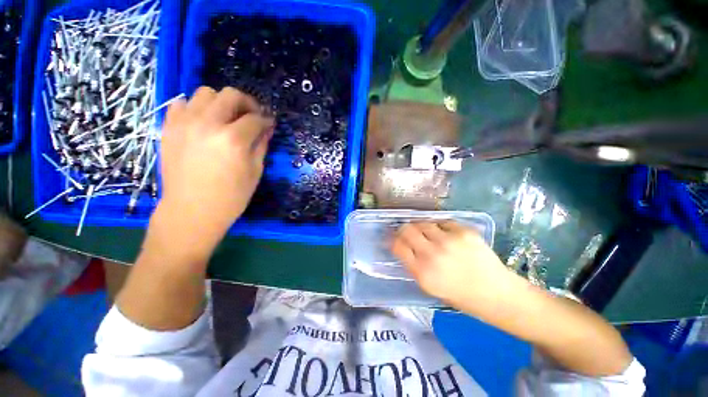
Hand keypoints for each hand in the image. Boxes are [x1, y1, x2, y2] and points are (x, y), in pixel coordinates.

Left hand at [157, 87, 273, 255]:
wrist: (191, 211)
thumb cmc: (231, 197)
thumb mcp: (255, 172)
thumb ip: (261, 145)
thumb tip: (267, 128)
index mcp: (233, 139)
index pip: (255, 119)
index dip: (266, 120)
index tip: (269, 124)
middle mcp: (208, 124)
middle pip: (230, 95)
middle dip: (247, 103)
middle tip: (252, 116)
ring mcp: (185, 123)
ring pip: (205, 93)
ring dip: (221, 102)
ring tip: (226, 118)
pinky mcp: (169, 128)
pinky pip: (181, 104)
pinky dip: (196, 107)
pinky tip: (203, 122)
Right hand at [391, 221, 521, 312]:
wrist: (497, 294)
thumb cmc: (460, 295)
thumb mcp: (429, 287)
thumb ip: (413, 265)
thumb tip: (402, 246)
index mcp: (422, 272)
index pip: (397, 246)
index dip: (393, 239)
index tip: (395, 238)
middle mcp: (433, 254)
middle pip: (407, 229)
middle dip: (404, 229)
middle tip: (408, 232)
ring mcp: (449, 240)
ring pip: (423, 222)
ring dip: (422, 227)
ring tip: (429, 234)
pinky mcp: (464, 232)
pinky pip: (443, 222)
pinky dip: (441, 227)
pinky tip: (447, 235)